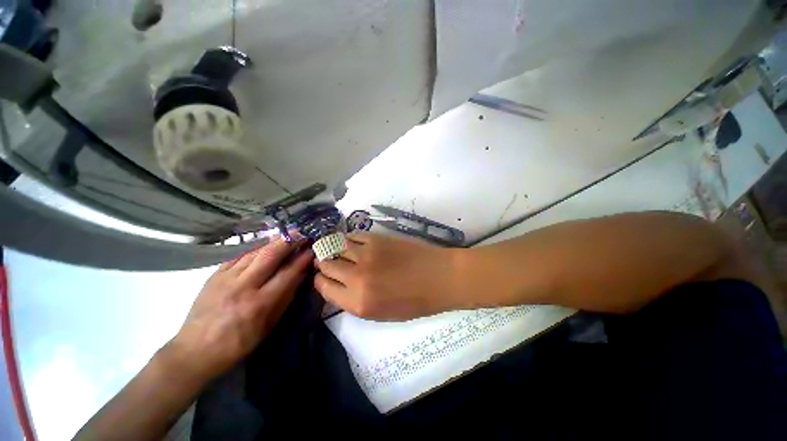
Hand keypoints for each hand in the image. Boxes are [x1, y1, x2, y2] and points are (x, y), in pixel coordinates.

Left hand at [171, 238, 312, 379]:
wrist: (195, 350)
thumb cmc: (239, 342)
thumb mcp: (269, 325)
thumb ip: (287, 297)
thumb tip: (300, 274)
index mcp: (260, 303)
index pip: (287, 273)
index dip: (302, 259)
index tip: (312, 249)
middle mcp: (243, 287)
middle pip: (269, 256)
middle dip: (288, 242)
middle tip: (300, 234)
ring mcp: (226, 279)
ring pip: (254, 252)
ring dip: (272, 242)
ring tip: (285, 236)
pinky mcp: (214, 275)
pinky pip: (238, 256)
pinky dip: (254, 249)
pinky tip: (262, 246)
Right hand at [314, 232, 463, 319]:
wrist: (439, 277)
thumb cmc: (414, 301)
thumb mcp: (381, 313)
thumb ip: (354, 301)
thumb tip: (338, 286)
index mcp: (357, 302)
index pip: (323, 287)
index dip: (321, 281)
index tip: (324, 278)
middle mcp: (356, 277)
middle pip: (326, 265)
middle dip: (324, 264)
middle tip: (329, 263)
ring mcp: (366, 254)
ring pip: (335, 246)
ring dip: (334, 249)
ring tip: (338, 250)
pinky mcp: (377, 238)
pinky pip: (353, 235)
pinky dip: (349, 239)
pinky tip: (354, 243)